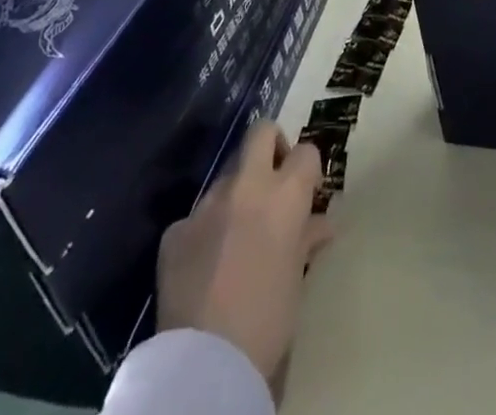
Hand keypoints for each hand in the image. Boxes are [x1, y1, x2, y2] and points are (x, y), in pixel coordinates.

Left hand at [157, 123, 332, 395]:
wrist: (205, 362)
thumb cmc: (267, 319)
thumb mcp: (296, 278)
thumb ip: (306, 240)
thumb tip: (320, 224)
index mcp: (284, 195)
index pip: (306, 152)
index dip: (308, 169)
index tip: (307, 192)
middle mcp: (246, 186)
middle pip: (261, 132)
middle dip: (271, 145)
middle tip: (274, 180)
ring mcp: (206, 204)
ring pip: (226, 178)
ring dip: (236, 196)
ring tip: (237, 238)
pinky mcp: (175, 231)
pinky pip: (195, 218)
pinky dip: (204, 233)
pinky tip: (205, 266)